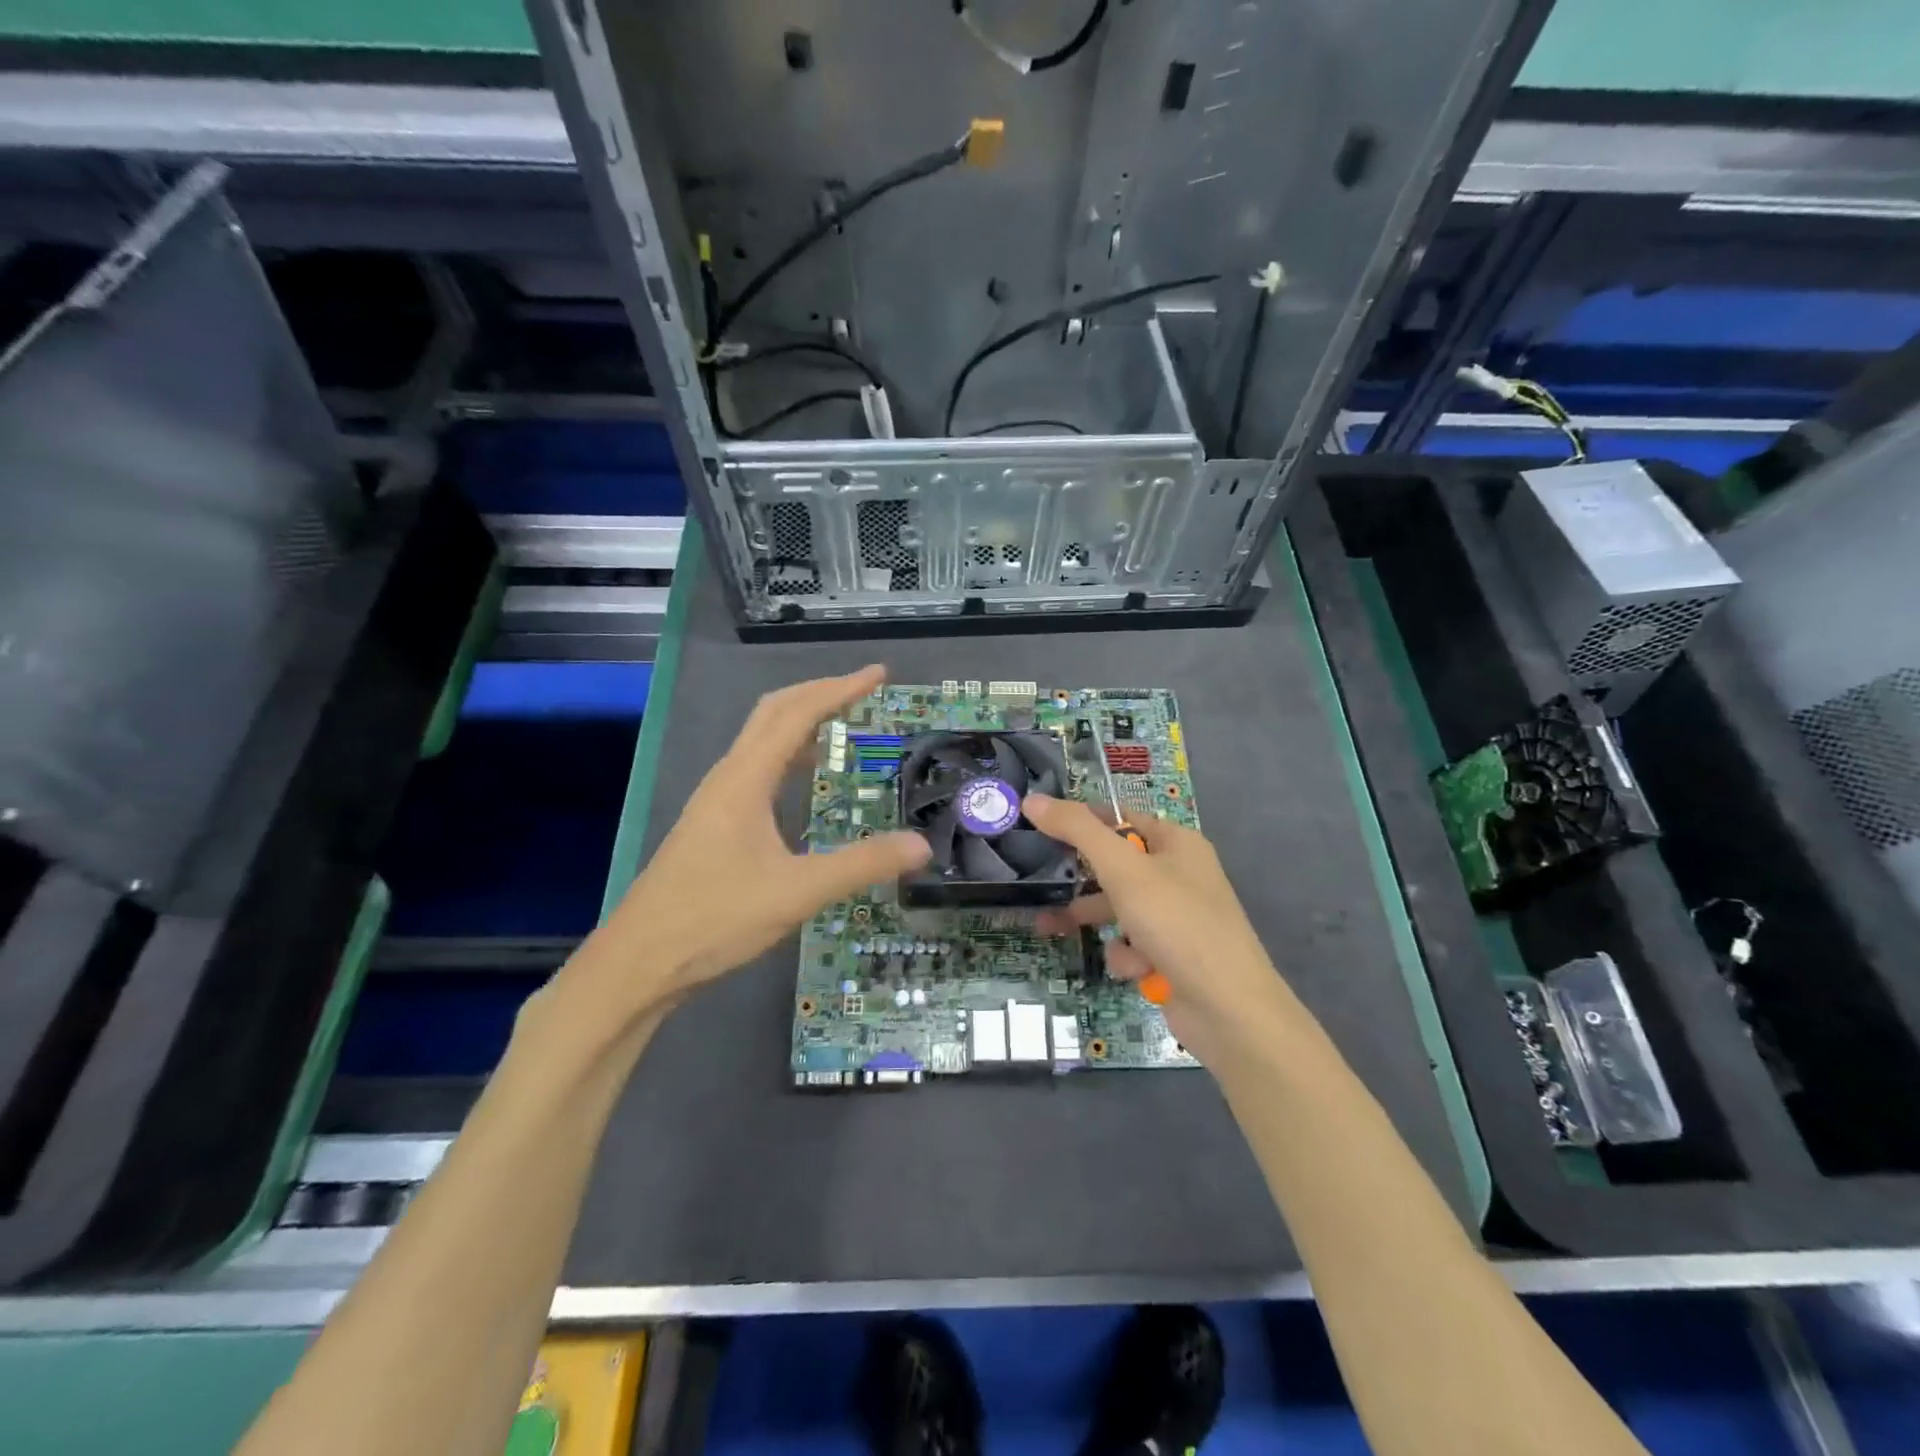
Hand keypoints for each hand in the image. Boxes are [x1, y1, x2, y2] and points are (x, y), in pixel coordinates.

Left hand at [558, 666, 929, 1025]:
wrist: (639, 961)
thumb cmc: (714, 919)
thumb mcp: (797, 892)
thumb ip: (862, 866)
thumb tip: (921, 845)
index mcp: (745, 780)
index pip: (796, 714)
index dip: (839, 689)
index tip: (878, 675)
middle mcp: (728, 778)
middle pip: (773, 713)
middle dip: (819, 693)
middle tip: (864, 690)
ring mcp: (716, 800)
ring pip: (761, 740)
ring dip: (801, 721)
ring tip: (842, 723)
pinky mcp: (713, 824)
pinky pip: (756, 768)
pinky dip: (788, 754)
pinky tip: (804, 780)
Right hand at [1025, 794, 1285, 1060]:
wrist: (1229, 1009)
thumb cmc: (1177, 924)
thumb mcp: (1123, 869)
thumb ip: (1077, 831)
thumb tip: (1033, 799)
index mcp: (1177, 843)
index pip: (1121, 818)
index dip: (1083, 820)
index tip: (1041, 827)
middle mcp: (1180, 875)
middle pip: (1116, 865)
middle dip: (1080, 879)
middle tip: (1041, 880)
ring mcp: (1177, 918)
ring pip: (1119, 908)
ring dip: (1094, 920)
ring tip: (1049, 928)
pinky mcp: (1173, 955)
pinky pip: (1134, 944)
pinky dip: (1128, 956)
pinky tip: (1135, 968)